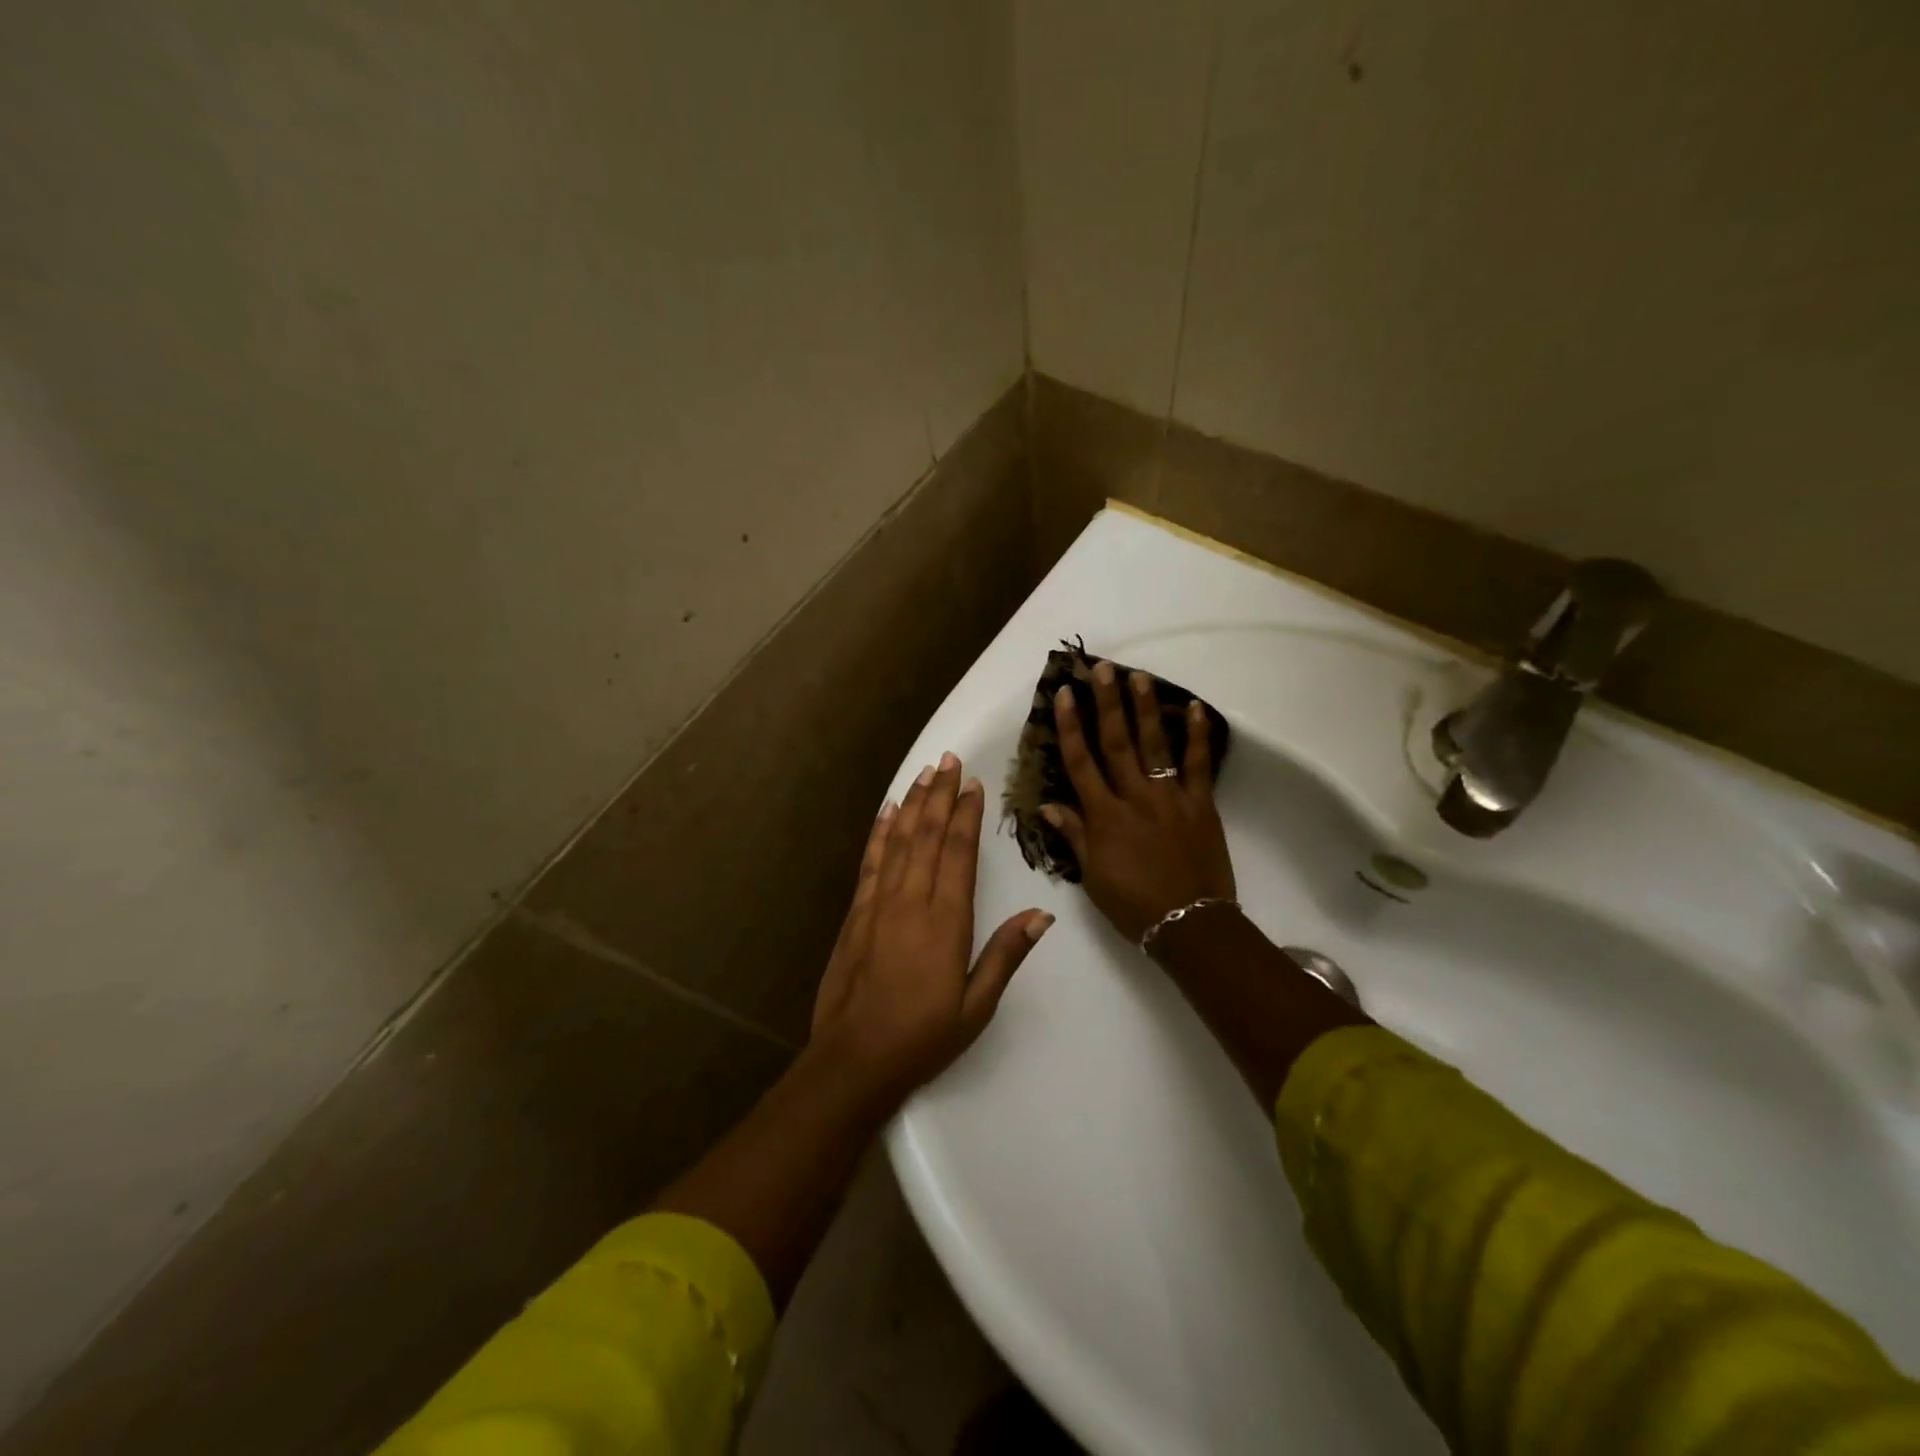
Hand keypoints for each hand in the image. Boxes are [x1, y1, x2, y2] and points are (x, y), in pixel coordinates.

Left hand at [809, 752, 1052, 1106]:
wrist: (855, 1059)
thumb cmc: (924, 1037)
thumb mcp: (977, 1005)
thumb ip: (1006, 955)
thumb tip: (1043, 915)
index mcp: (945, 922)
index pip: (958, 854)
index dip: (966, 815)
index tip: (973, 784)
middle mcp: (911, 901)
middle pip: (927, 836)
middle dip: (939, 795)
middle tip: (949, 759)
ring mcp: (878, 904)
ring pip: (898, 841)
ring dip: (912, 804)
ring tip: (924, 772)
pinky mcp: (856, 914)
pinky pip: (870, 863)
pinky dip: (879, 833)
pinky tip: (885, 811)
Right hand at [1043, 662, 1235, 942]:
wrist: (1190, 924)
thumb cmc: (1133, 904)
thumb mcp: (1093, 875)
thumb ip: (1074, 835)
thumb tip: (1047, 804)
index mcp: (1104, 815)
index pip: (1081, 762)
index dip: (1070, 726)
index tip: (1064, 694)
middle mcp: (1134, 796)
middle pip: (1117, 742)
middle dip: (1107, 703)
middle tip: (1102, 669)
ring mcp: (1170, 797)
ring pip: (1155, 745)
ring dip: (1146, 709)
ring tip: (1139, 676)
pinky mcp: (1201, 803)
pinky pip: (1198, 764)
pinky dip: (1198, 735)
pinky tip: (1195, 708)